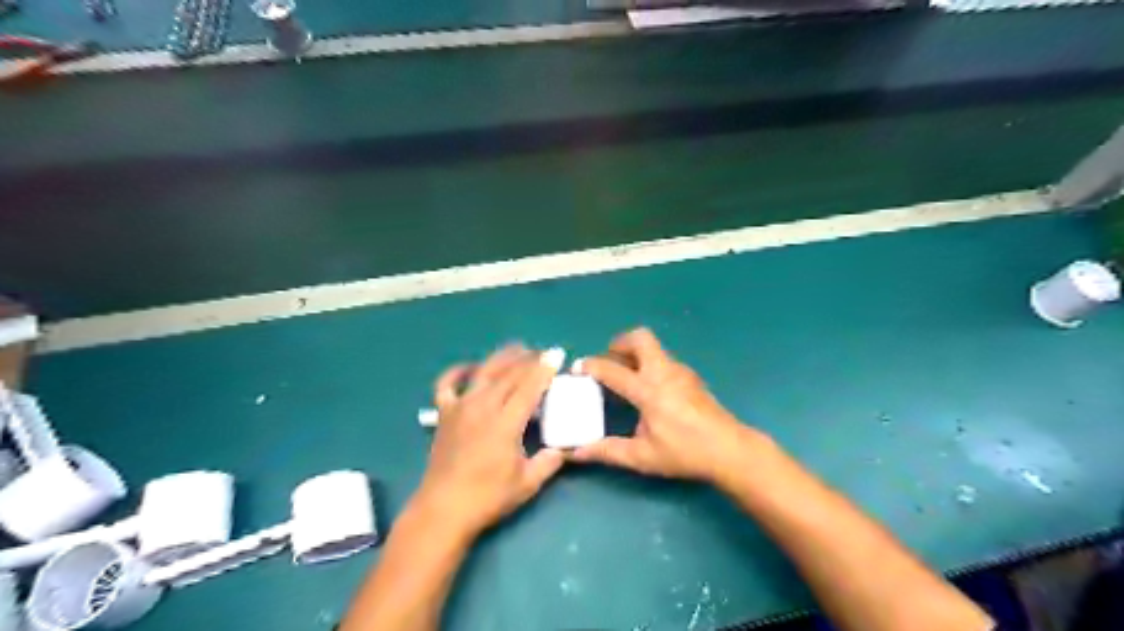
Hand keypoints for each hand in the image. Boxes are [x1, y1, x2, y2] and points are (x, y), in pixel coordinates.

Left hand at [411, 343, 566, 539]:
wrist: (443, 510)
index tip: (556, 354)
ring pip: (483, 373)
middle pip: (509, 374)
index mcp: (506, 422)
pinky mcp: (444, 415)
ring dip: (501, 358)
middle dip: (528, 359)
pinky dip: (457, 371)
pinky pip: (447, 385)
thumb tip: (563, 449)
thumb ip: (549, 462)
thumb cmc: (488, 498)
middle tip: (543, 353)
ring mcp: (460, 408)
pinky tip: (470, 367)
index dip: (544, 369)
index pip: (529, 387)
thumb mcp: (527, 483)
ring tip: (517, 348)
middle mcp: (483, 407)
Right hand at [572, 331, 764, 483]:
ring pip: (654, 347)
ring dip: (635, 352)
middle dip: (619, 343)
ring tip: (625, 375)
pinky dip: (649, 362)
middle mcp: (663, 372)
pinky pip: (663, 359)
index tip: (577, 368)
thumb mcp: (642, 456)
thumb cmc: (684, 452)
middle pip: (640, 338)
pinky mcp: (690, 376)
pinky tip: (648, 388)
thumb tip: (576, 453)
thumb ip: (607, 451)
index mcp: (648, 390)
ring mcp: (680, 371)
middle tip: (609, 360)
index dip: (591, 366)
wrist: (729, 449)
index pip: (612, 370)